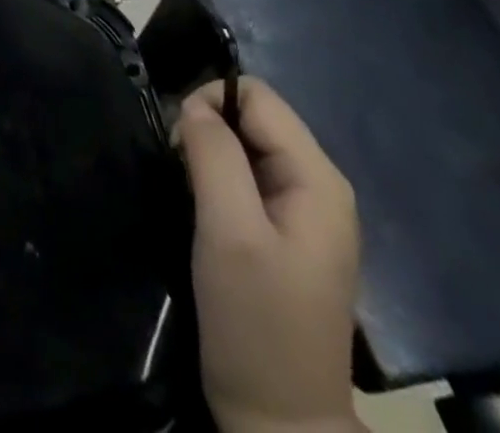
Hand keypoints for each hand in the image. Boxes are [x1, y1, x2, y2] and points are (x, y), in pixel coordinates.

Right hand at [176, 77, 362, 432]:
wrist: (280, 423)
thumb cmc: (256, 323)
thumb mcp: (229, 230)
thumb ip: (214, 154)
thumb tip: (193, 105)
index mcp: (318, 179)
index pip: (258, 97)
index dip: (212, 102)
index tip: (179, 142)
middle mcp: (320, 186)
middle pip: (255, 119)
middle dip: (210, 129)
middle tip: (180, 170)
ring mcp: (307, 213)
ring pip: (248, 147)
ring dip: (211, 156)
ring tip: (189, 192)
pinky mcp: (288, 235)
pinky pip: (250, 178)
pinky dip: (219, 181)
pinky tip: (205, 211)